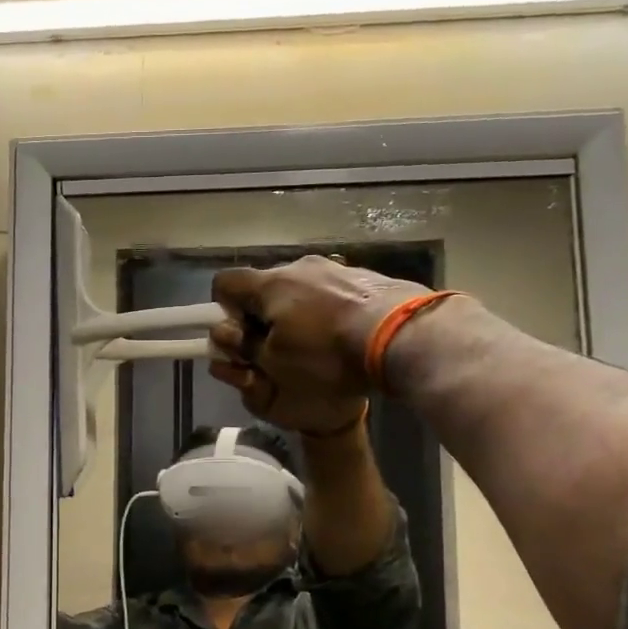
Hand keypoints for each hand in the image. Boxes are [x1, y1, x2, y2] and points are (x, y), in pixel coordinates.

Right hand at [208, 257, 431, 423]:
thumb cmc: (327, 353)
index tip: (242, 336)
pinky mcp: (366, 276)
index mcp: (270, 284)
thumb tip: (228, 334)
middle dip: (264, 315)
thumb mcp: (274, 362)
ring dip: (298, 313)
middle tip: (278, 347)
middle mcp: (299, 266)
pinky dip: (330, 311)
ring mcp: (335, 267)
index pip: (225, 283)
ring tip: (319, 344)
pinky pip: (332, 292)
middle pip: (266, 287)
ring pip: (301, 289)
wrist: (402, 335)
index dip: (224, 310)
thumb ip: (244, 346)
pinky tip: (346, 336)